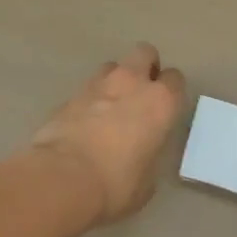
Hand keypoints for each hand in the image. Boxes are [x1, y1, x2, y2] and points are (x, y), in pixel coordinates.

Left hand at [30, 44, 184, 224]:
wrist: (61, 179)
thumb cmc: (115, 184)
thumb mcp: (146, 182)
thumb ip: (149, 157)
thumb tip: (140, 156)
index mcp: (160, 102)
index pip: (175, 79)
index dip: (171, 92)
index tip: (166, 109)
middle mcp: (132, 83)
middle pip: (145, 53)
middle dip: (145, 67)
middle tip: (141, 93)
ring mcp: (98, 85)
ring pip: (112, 66)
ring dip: (115, 81)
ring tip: (109, 107)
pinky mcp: (69, 96)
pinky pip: (86, 90)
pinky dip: (89, 101)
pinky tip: (84, 124)